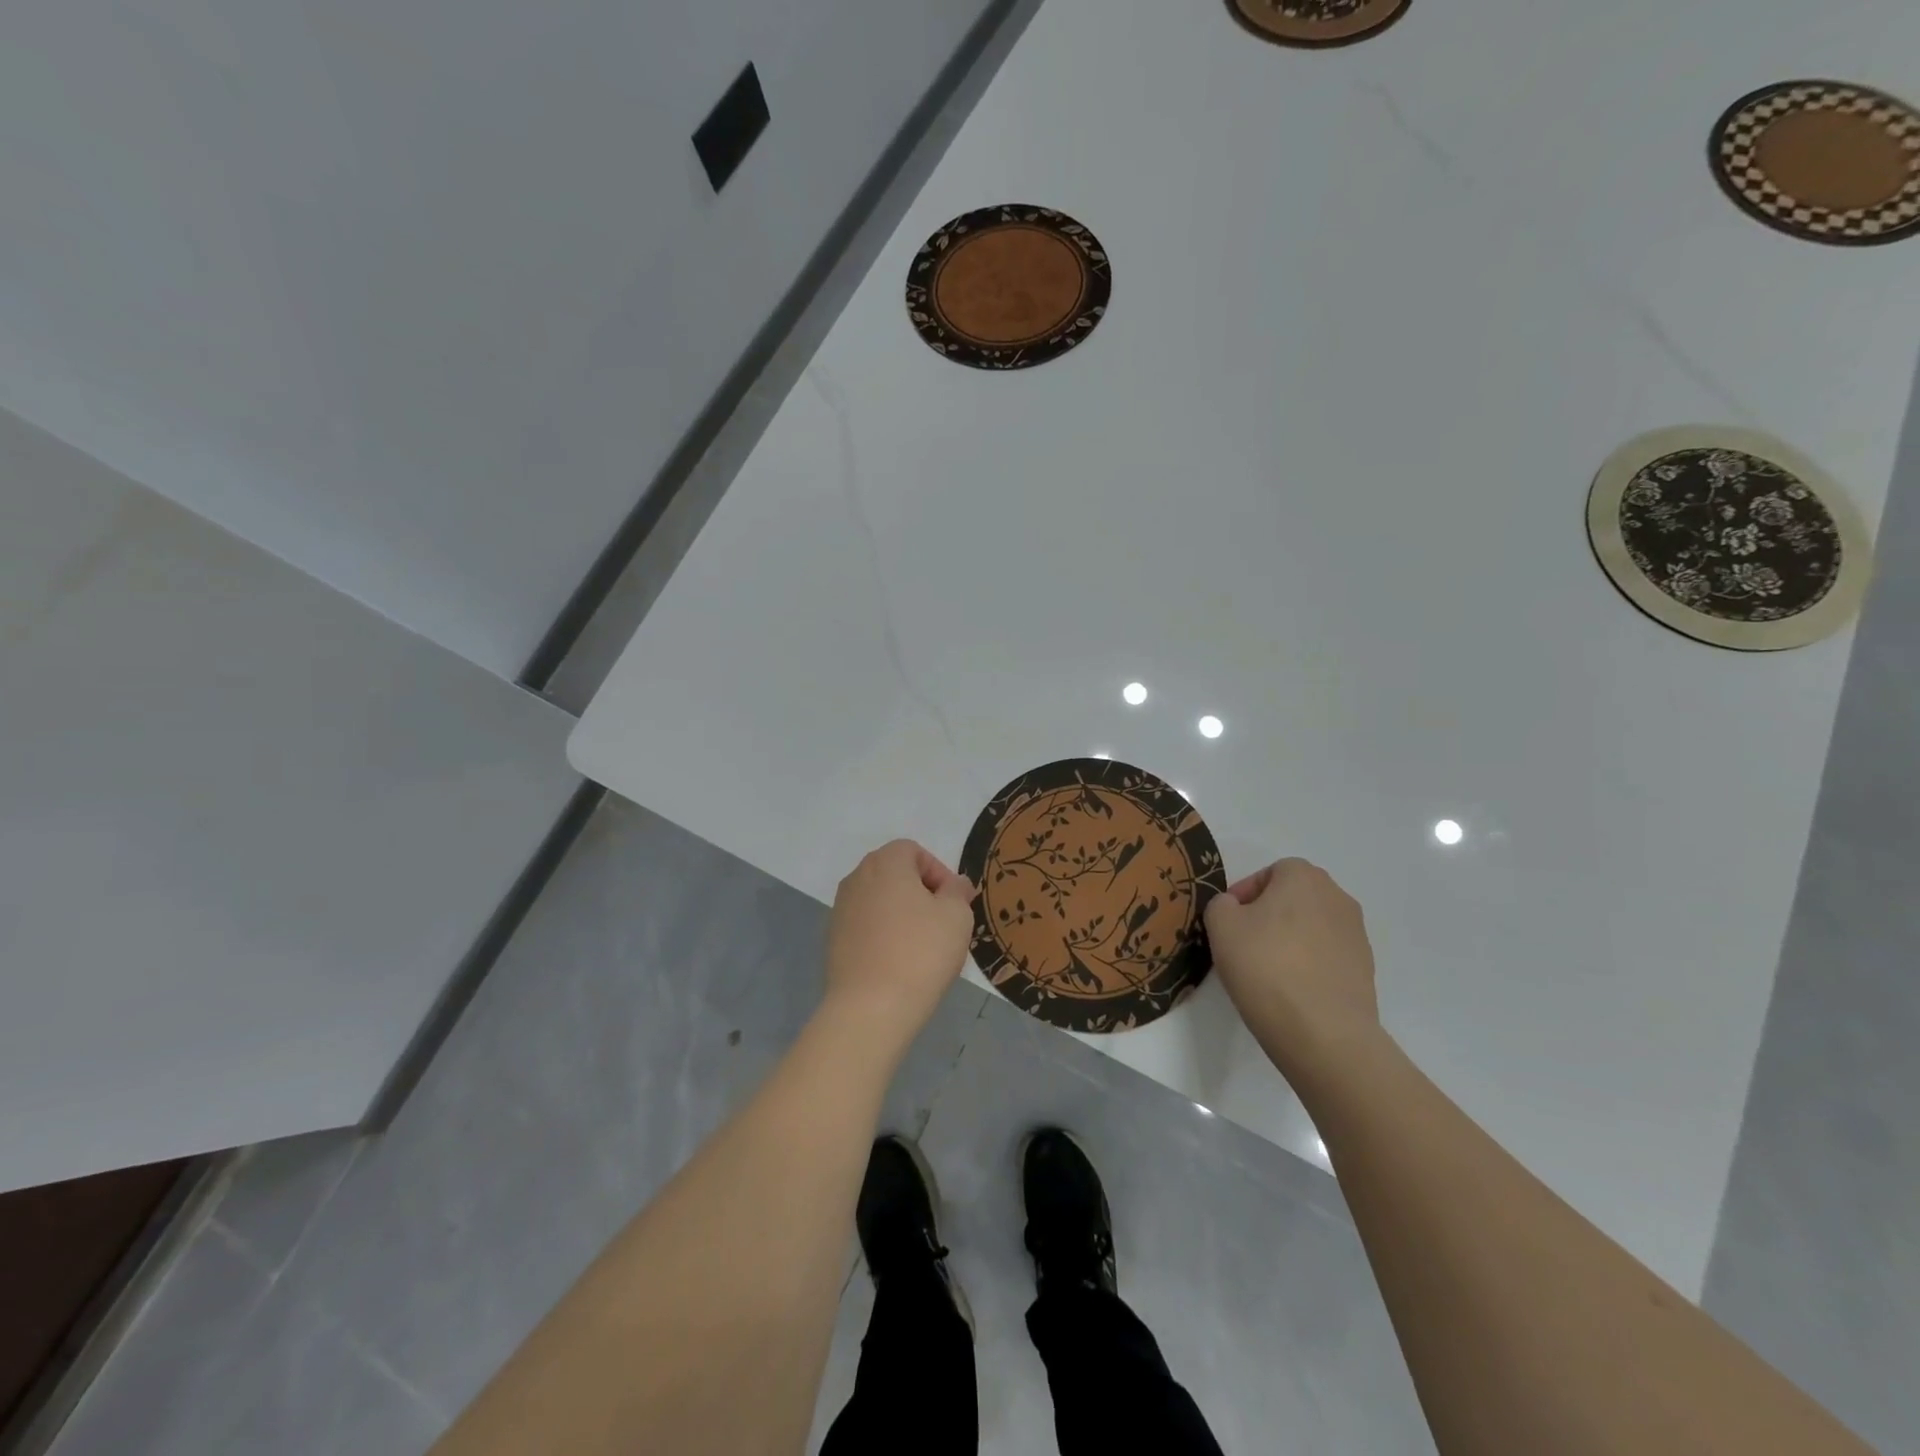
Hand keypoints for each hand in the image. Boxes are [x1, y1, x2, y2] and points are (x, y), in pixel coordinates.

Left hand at [823, 840, 975, 1051]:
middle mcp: (857, 878)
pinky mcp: (833, 940)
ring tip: (922, 946)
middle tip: (942, 922)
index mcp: (885, 863)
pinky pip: (865, 926)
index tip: (954, 902)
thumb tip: (955, 884)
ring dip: (901, 914)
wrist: (870, 1007)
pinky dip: (882, 934)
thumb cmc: (920, 951)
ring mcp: (840, 909)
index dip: (938, 871)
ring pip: (879, 900)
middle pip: (893, 873)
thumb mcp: (956, 915)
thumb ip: (958, 891)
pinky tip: (898, 962)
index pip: (913, 851)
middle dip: (920, 892)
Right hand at [1203, 858, 1380, 1079]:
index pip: (1271, 872)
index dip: (1245, 893)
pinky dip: (1308, 965)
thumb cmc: (1265, 966)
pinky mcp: (1365, 971)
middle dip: (1268, 915)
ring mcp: (1357, 936)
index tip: (1229, 922)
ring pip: (1311, 927)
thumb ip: (1221, 904)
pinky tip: (1291, 991)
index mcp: (1305, 878)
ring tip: (1266, 971)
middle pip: (1294, 898)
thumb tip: (1236, 909)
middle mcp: (1338, 898)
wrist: (1324, 1033)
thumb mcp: (1220, 925)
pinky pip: (1326, 957)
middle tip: (1244, 944)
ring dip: (1290, 940)